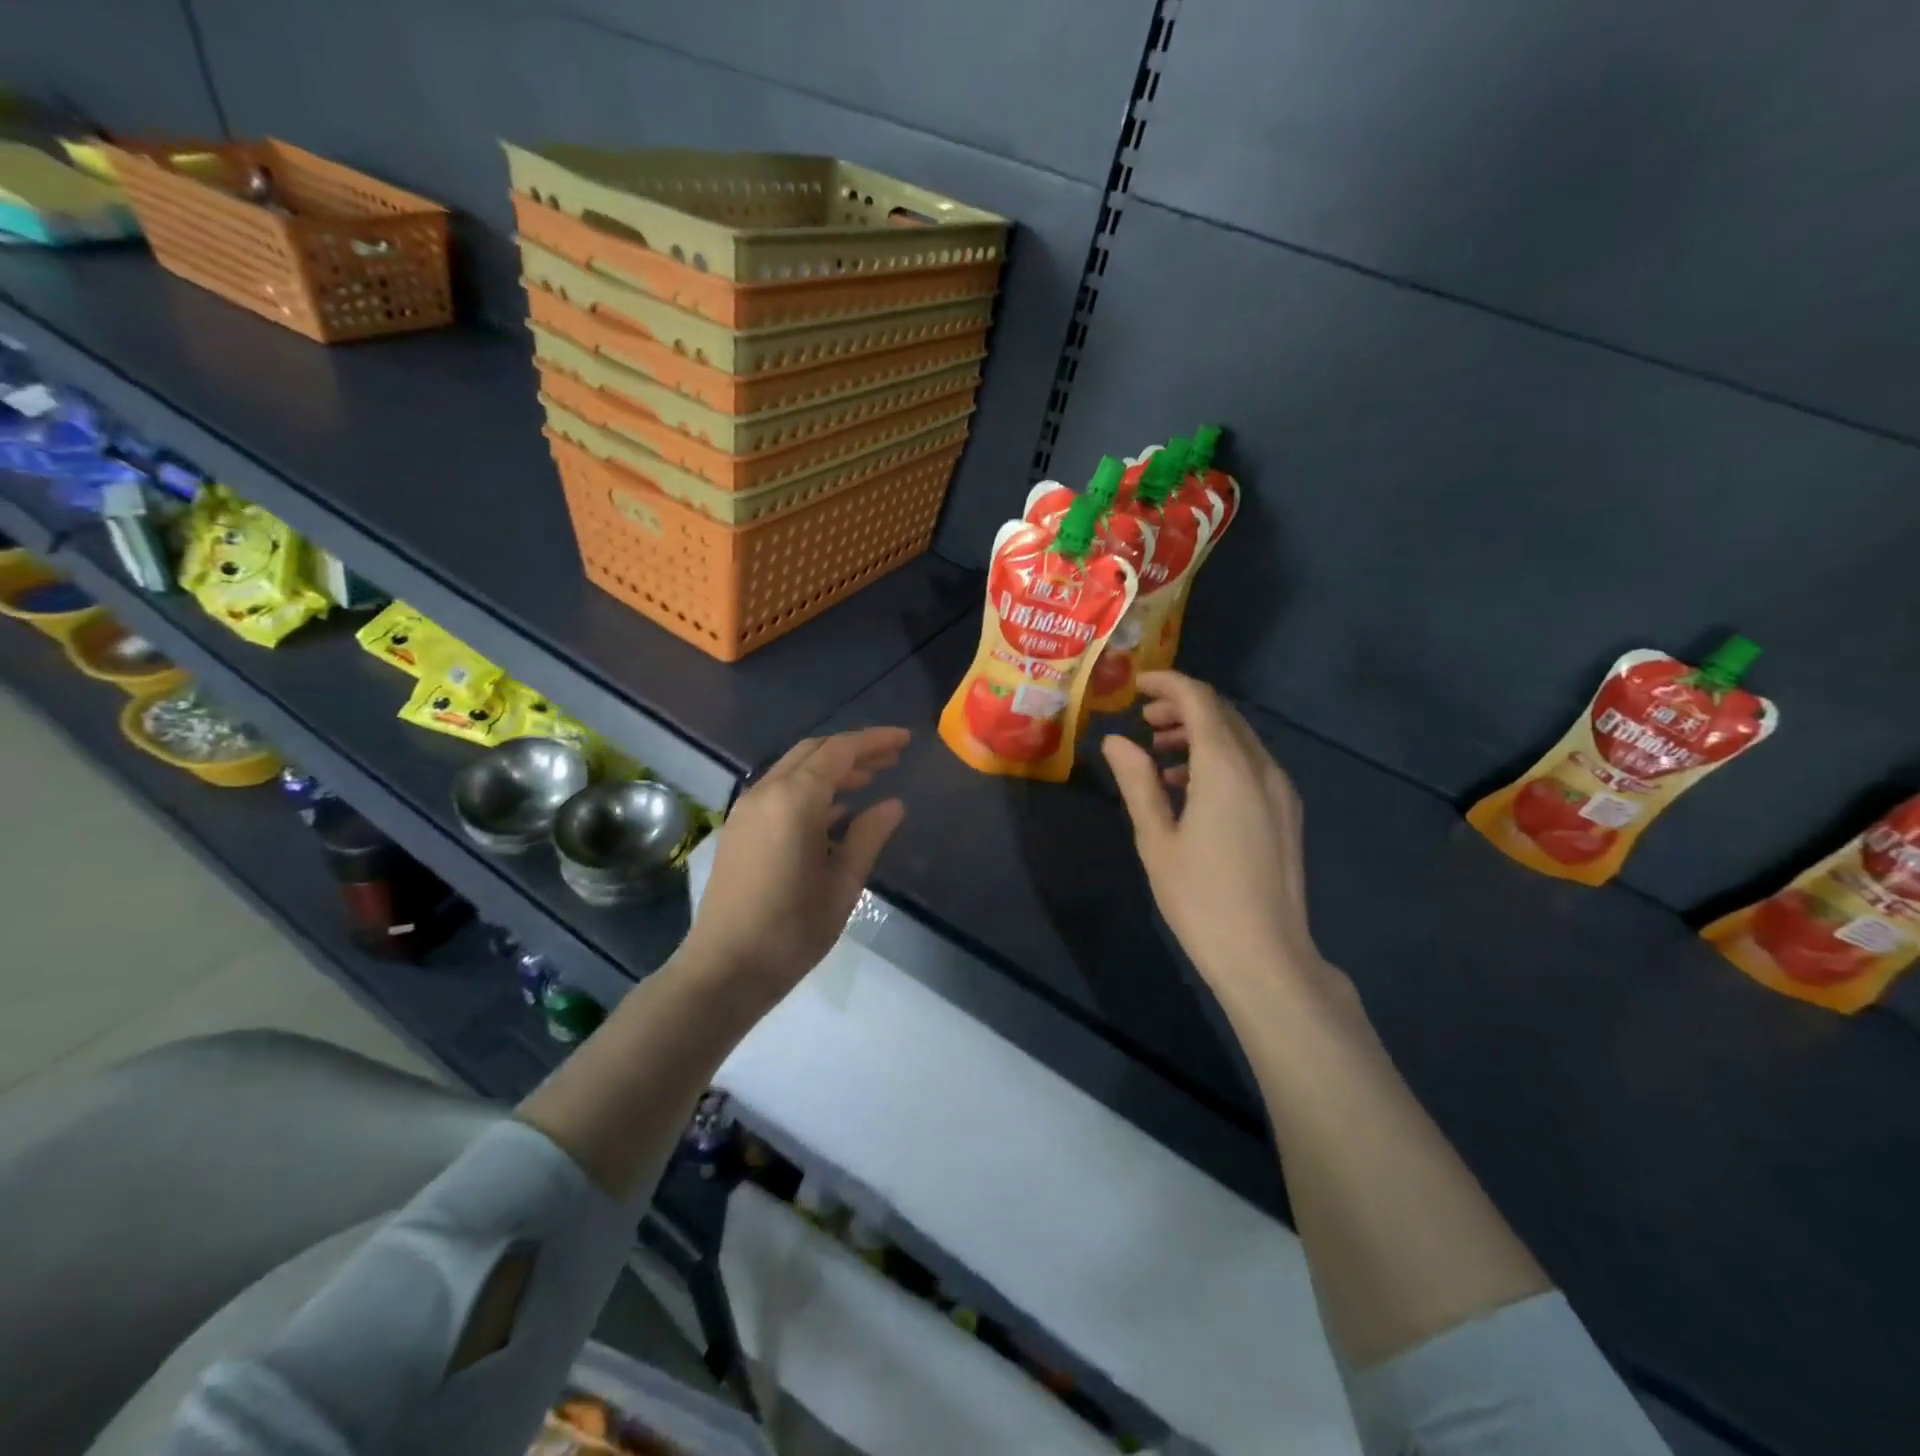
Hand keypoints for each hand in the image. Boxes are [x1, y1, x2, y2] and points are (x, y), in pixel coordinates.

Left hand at [679, 726, 908, 1004]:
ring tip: (870, 779)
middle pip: (814, 751)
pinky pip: (779, 791)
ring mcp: (748, 810)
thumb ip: (870, 836)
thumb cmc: (791, 930)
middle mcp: (766, 792)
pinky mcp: (739, 829)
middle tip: (891, 758)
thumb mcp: (843, 884)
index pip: (839, 751)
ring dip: (832, 768)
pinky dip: (810, 788)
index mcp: (794, 800)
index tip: (905, 740)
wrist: (724, 969)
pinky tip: (836, 811)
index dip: (874, 741)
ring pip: (794, 769)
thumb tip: (893, 804)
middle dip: (853, 749)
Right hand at [1102, 673, 1333, 1008]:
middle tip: (1142, 720)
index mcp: (1226, 768)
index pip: (1200, 701)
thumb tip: (1114, 741)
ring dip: (1200, 733)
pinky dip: (1218, 759)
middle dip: (1182, 707)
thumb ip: (1136, 782)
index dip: (1167, 684)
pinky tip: (1189, 787)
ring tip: (1159, 753)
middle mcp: (1261, 767)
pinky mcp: (1286, 812)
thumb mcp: (1156, 839)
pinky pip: (1251, 765)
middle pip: (1222, 714)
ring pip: (1239, 739)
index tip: (1135, 685)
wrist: (1266, 955)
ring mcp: (1280, 789)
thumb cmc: (1200, 898)